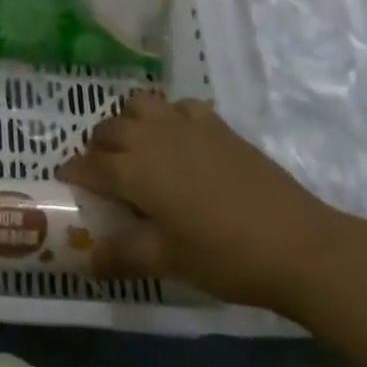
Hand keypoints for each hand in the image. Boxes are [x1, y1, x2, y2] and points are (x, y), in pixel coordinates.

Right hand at [58, 91, 355, 312]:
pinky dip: (171, 116)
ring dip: (130, 121)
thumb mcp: (168, 261)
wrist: (299, 245)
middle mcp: (151, 138)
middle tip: (105, 173)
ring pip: (140, 105)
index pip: (88, 164)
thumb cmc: (225, 256)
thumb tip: (87, 262)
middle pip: (108, 129)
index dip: (73, 172)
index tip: (67, 182)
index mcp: (132, 170)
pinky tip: (181, 141)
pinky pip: (180, 106)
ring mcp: (185, 126)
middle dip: (98, 146)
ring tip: (139, 148)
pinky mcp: (216, 125)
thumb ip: (122, 256)